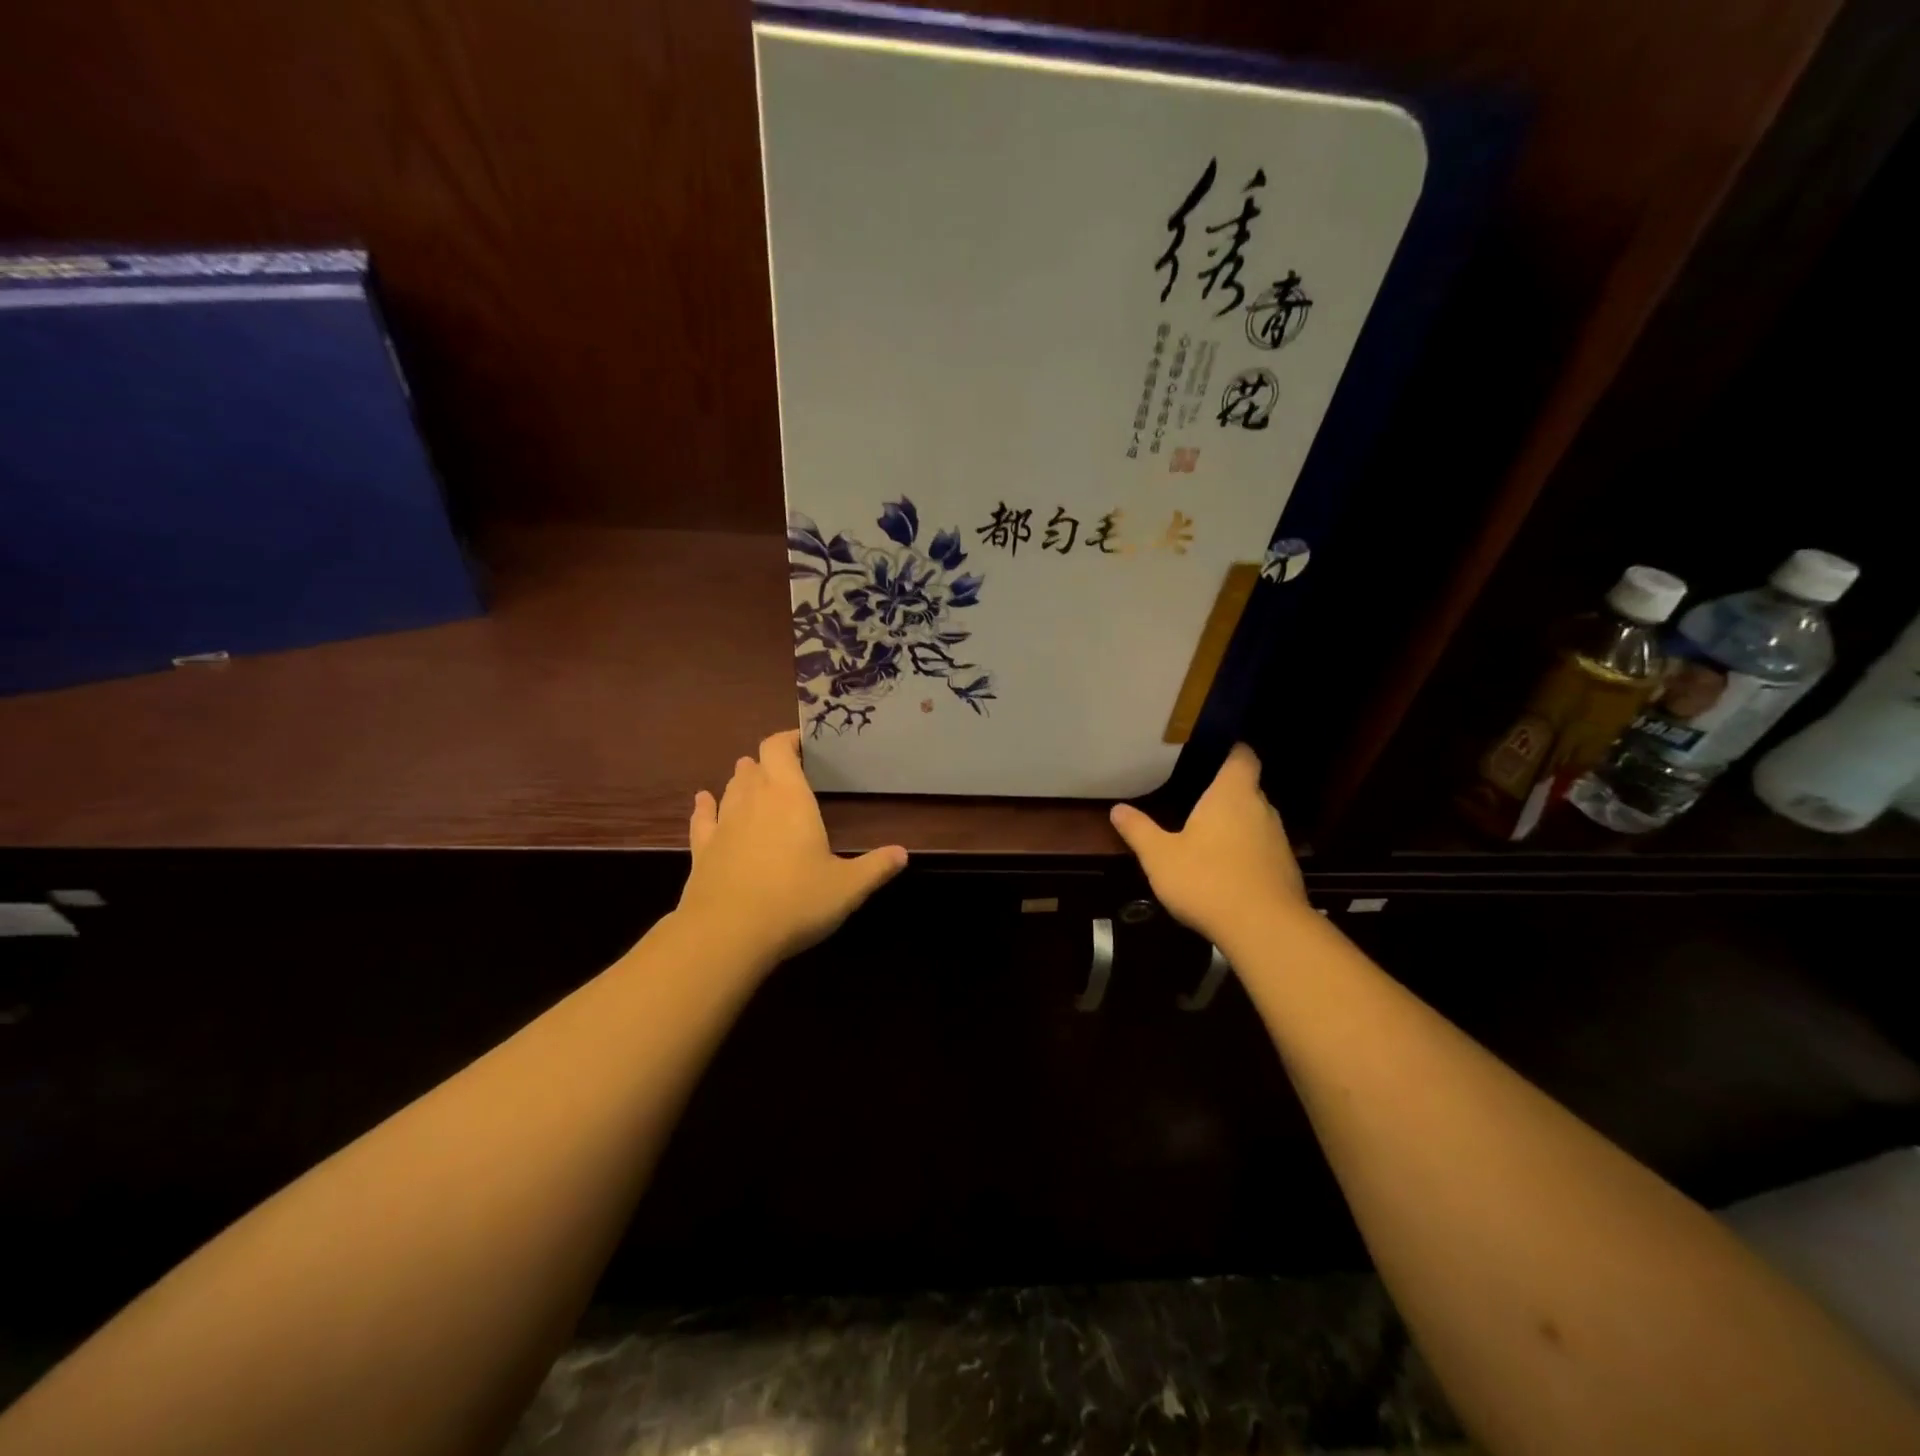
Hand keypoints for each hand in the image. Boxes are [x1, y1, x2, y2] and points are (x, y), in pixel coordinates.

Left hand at [677, 730, 907, 967]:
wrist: (727, 934)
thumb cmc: (795, 901)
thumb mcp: (847, 887)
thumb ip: (876, 867)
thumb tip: (903, 853)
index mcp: (790, 798)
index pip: (779, 749)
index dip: (788, 740)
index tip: (803, 742)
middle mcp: (753, 801)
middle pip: (755, 765)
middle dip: (769, 762)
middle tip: (788, 769)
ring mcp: (724, 825)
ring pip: (731, 788)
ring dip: (743, 780)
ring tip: (754, 778)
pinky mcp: (703, 850)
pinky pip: (703, 818)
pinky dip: (705, 806)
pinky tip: (703, 800)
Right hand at [1109, 744, 1305, 948]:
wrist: (1264, 929)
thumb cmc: (1207, 879)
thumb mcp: (1159, 856)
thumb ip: (1139, 830)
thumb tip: (1117, 809)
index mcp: (1232, 794)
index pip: (1243, 757)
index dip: (1233, 750)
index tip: (1216, 751)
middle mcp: (1261, 809)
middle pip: (1248, 789)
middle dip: (1227, 792)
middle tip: (1199, 797)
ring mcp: (1278, 840)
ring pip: (1256, 821)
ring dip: (1237, 825)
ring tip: (1210, 835)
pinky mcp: (1286, 870)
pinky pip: (1263, 850)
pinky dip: (1247, 853)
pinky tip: (1226, 870)